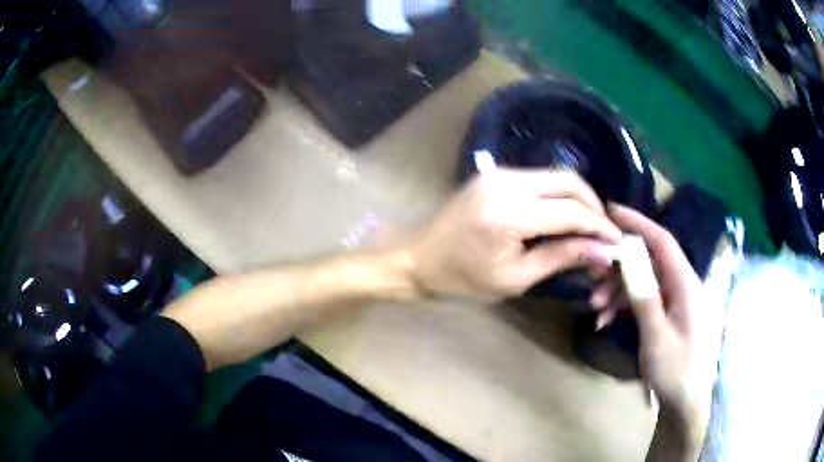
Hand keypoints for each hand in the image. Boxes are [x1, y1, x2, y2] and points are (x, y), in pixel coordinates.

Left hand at [409, 169, 621, 298]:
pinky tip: (565, 216)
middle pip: (568, 182)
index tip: (618, 242)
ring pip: (556, 176)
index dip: (600, 226)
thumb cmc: (462, 280)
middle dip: (594, 206)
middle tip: (606, 232)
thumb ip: (562, 258)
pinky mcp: (495, 173)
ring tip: (590, 227)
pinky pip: (540, 179)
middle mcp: (506, 182)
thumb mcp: (515, 279)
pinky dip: (559, 195)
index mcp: (509, 213)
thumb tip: (604, 252)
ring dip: (579, 199)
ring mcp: (499, 173)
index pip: (571, 212)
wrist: (418, 258)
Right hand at [607, 205, 721, 431]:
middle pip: (651, 262)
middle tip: (593, 279)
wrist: (687, 403)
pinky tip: (608, 320)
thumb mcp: (657, 338)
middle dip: (621, 269)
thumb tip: (629, 262)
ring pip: (646, 282)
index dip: (638, 223)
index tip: (612, 211)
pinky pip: (649, 300)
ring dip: (620, 291)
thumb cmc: (677, 371)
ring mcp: (679, 301)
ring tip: (597, 310)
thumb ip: (644, 299)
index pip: (663, 242)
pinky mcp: (673, 314)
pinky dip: (628, 306)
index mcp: (687, 285)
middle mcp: (685, 286)